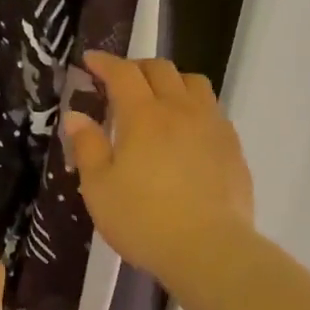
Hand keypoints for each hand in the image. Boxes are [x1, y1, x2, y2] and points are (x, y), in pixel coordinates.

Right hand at [63, 53, 254, 288]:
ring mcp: (212, 126)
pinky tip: (187, 131)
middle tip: (120, 82)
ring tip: (159, 100)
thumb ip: (88, 147)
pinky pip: (213, 110)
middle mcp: (180, 110)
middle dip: (137, 67)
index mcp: (143, 116)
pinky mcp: (232, 147)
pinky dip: (194, 107)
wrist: (208, 248)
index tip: (90, 61)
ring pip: (194, 83)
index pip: (123, 73)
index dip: (105, 63)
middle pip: (161, 70)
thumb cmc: (143, 220)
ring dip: (171, 81)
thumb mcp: (99, 188)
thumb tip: (76, 115)